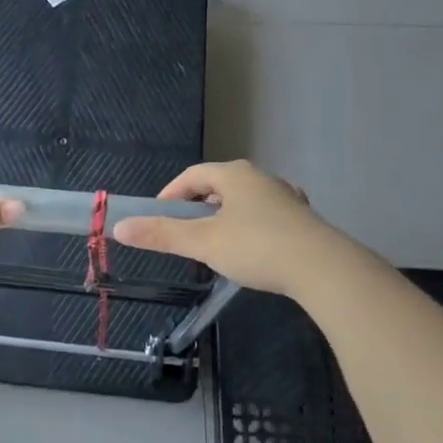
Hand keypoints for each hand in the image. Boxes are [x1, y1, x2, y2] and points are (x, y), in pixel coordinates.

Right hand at [111, 160, 348, 296]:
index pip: (193, 175)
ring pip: (244, 200)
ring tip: (214, 241)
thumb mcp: (203, 242)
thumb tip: (120, 227)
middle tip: (183, 229)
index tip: (158, 214)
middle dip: (198, 204)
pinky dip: (249, 227)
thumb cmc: (256, 247)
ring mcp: (285, 198)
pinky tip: (250, 250)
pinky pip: (265, 216)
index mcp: (235, 174)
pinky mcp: (302, 219)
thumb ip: (162, 235)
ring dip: (225, 216)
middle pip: (220, 184)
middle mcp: (261, 178)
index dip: (171, 193)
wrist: (323, 268)